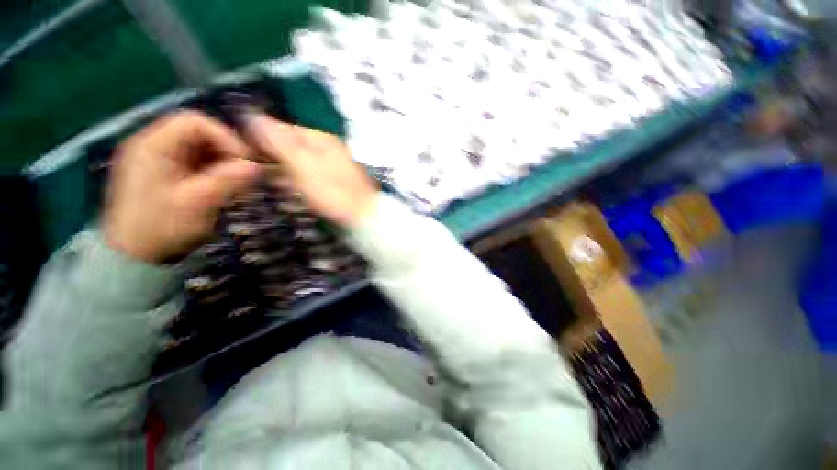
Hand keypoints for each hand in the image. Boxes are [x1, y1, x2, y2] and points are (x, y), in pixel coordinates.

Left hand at [104, 111, 260, 263]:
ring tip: (234, 184)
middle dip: (227, 152)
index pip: (196, 122)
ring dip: (222, 163)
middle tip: (243, 175)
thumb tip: (257, 167)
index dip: (225, 138)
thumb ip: (228, 180)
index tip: (245, 162)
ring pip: (200, 148)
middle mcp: (153, 145)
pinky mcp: (164, 173)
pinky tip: (220, 188)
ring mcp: (158, 159)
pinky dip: (213, 172)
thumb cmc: (161, 227)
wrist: (134, 256)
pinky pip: (195, 162)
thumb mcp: (198, 203)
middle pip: (199, 133)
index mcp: (153, 145)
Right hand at [245, 114, 378, 226]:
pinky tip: (290, 190)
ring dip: (283, 170)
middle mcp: (328, 150)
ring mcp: (333, 167)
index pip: (285, 128)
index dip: (262, 135)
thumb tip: (251, 116)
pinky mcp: (335, 184)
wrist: (363, 217)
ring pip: (300, 163)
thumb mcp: (301, 164)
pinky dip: (297, 182)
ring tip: (269, 179)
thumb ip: (277, 141)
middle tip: (255, 167)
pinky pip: (309, 178)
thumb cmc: (331, 191)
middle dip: (272, 155)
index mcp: (322, 139)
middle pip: (292, 146)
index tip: (243, 147)